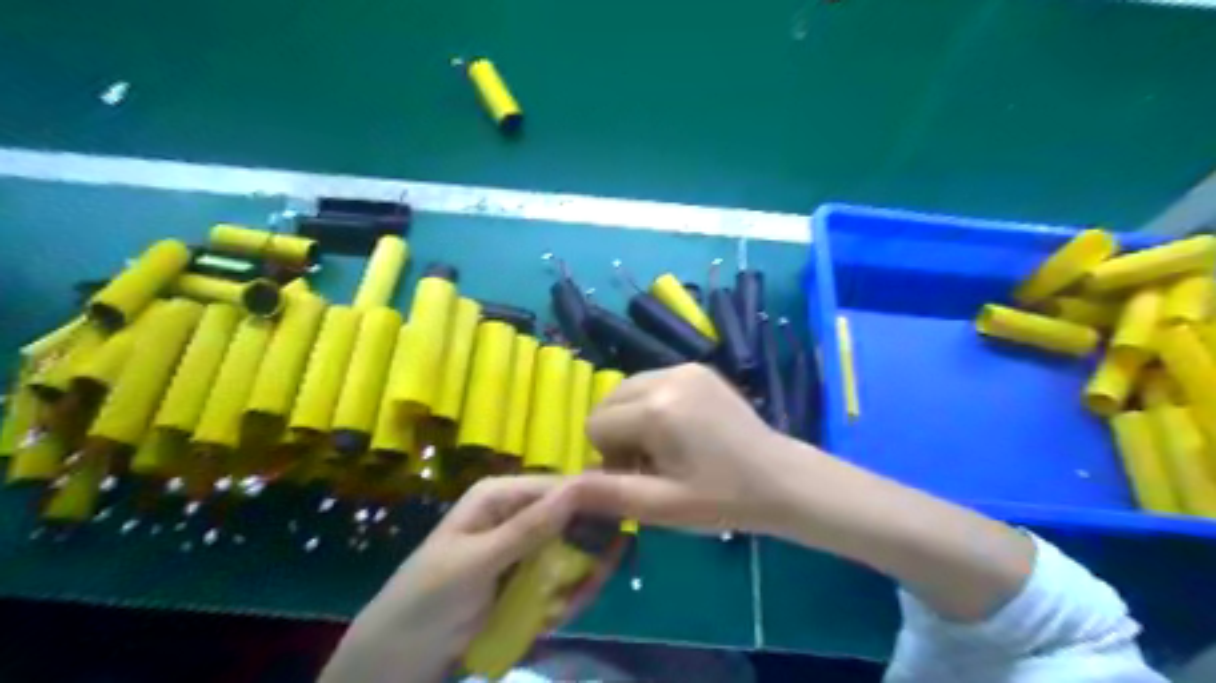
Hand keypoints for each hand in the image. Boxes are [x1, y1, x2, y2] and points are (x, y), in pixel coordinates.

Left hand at [318, 477, 575, 682]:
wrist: (395, 660)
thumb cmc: (426, 600)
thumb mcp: (477, 562)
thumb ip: (528, 528)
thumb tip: (579, 488)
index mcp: (501, 496)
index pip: (560, 487)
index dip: (594, 501)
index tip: (625, 525)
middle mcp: (518, 515)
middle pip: (573, 521)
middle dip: (588, 553)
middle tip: (593, 582)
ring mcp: (525, 550)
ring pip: (573, 554)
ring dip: (577, 583)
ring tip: (562, 611)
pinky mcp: (527, 580)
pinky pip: (562, 582)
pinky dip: (564, 601)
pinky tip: (550, 621)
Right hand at [579, 369, 1034, 623]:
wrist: (780, 478)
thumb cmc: (722, 498)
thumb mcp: (663, 506)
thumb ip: (608, 494)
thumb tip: (561, 488)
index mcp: (656, 409)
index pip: (596, 424)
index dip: (610, 456)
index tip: (641, 474)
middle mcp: (666, 376)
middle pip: (608, 401)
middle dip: (618, 433)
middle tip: (653, 462)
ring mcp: (684, 366)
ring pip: (627, 389)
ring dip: (633, 417)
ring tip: (668, 446)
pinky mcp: (698, 366)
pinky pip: (652, 381)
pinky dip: (652, 404)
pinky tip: (682, 428)